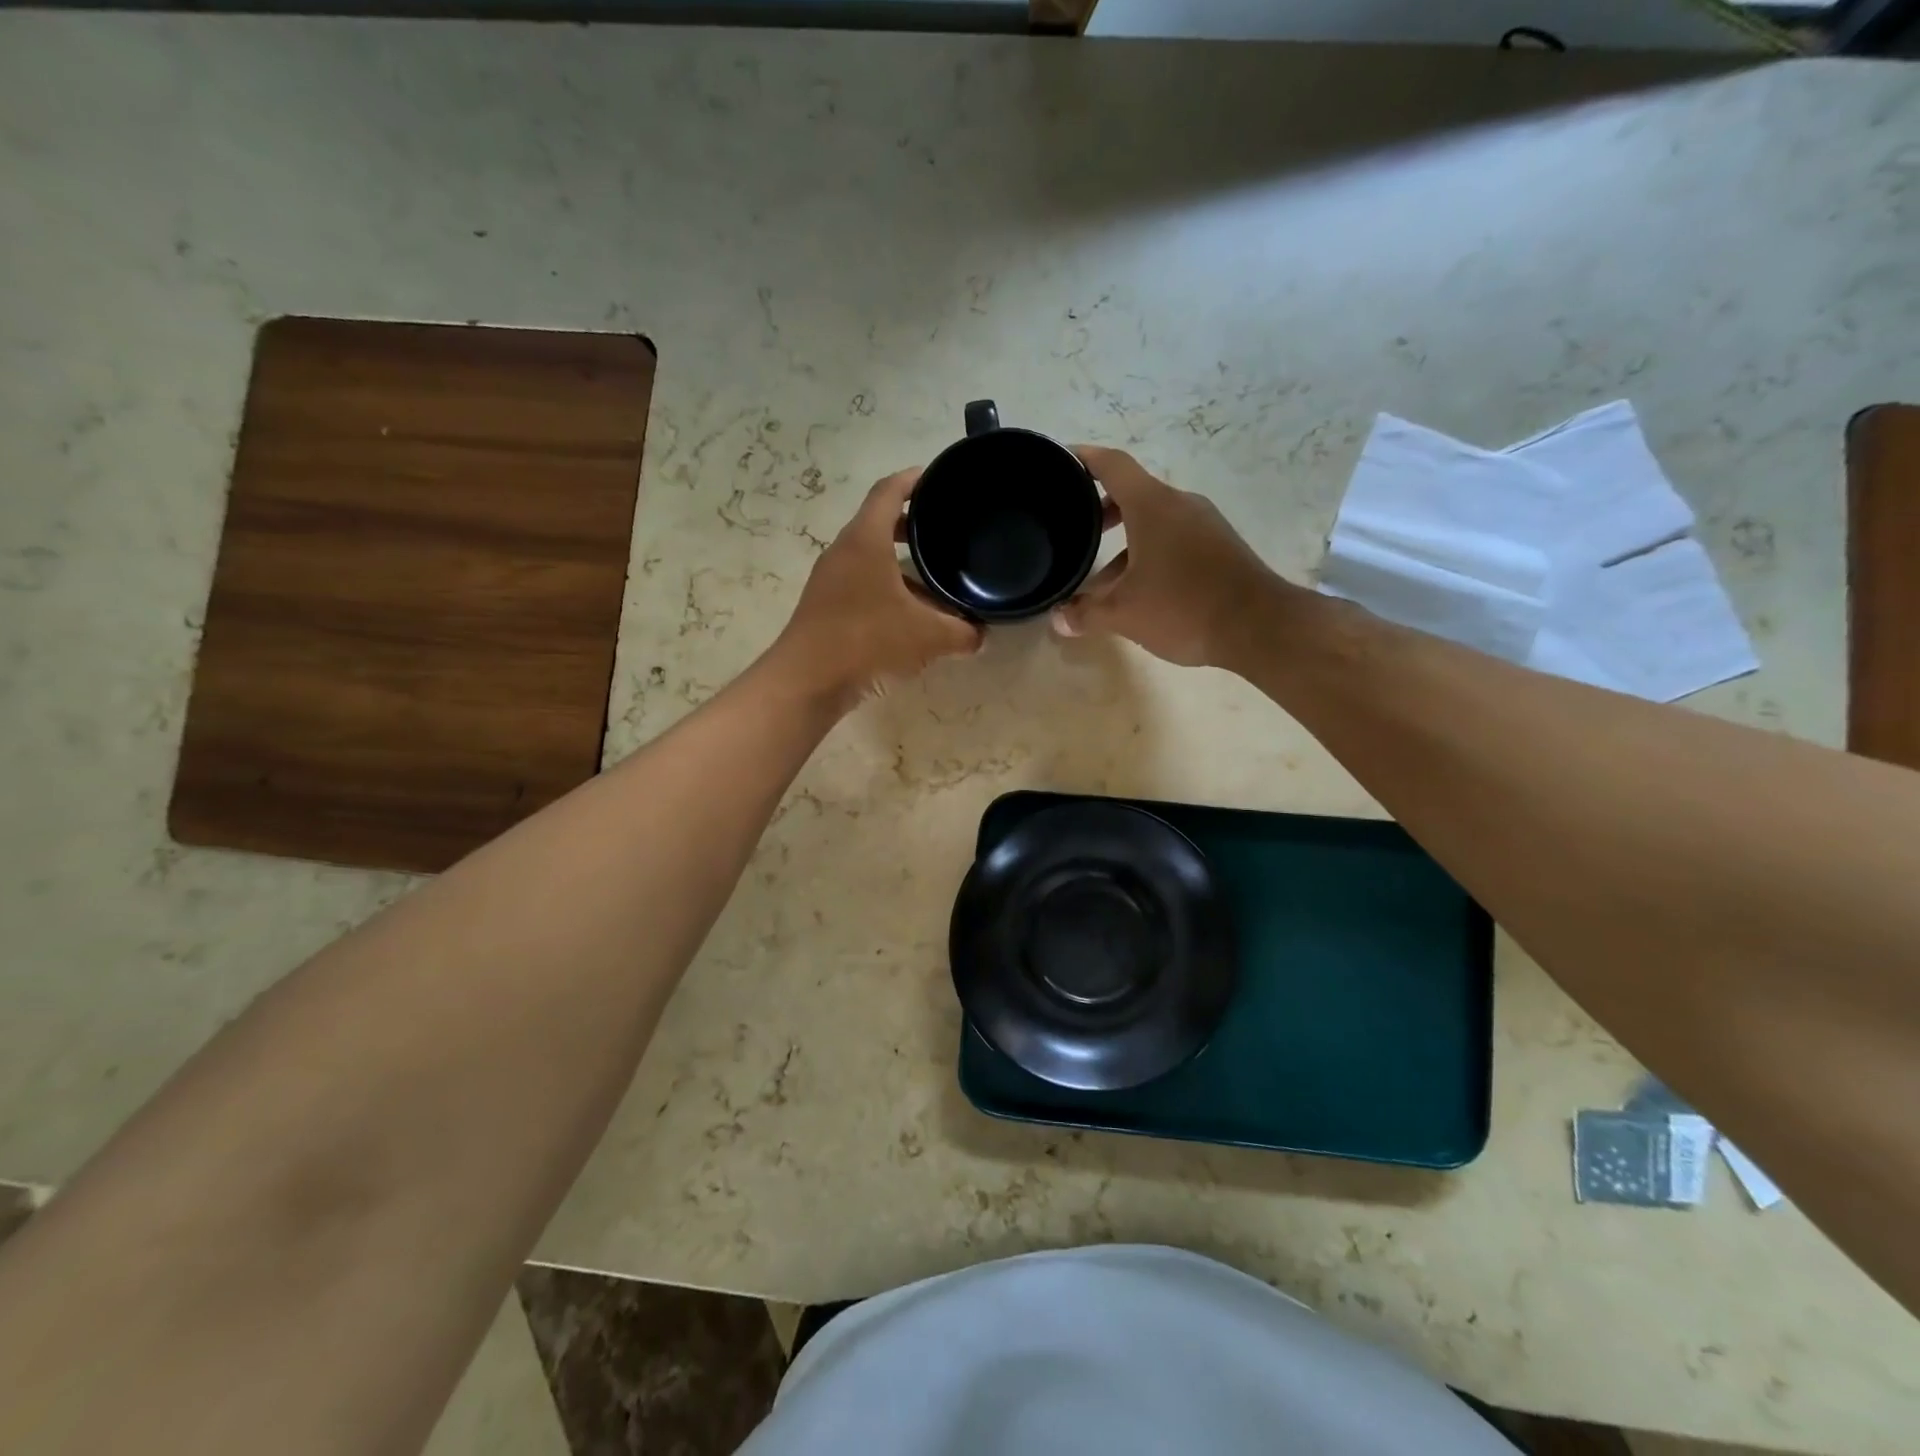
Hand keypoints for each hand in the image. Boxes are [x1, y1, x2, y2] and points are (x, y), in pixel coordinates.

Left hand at [775, 468, 983, 707]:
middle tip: (943, 529)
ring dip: (900, 563)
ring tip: (935, 578)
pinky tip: (910, 615)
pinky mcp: (825, 606)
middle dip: (911, 524)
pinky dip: (887, 588)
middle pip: (878, 522)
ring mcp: (830, 579)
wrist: (807, 681)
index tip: (938, 478)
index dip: (914, 479)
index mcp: (866, 540)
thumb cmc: (868, 642)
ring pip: (870, 558)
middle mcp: (844, 551)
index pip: (889, 491)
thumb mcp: (927, 637)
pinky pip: (862, 584)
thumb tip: (981, 635)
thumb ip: (962, 633)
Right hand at [1051, 446, 1285, 667]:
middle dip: (1101, 510)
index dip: (1083, 459)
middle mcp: (1180, 505)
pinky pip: (1174, 539)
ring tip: (1100, 579)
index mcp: (1152, 505)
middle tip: (1075, 530)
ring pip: (1154, 522)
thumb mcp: (1124, 614)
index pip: (1112, 465)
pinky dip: (1149, 554)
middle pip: (1133, 494)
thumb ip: (1086, 613)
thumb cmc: (1183, 607)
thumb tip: (1057, 619)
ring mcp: (1204, 525)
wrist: (1259, 627)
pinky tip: (1139, 591)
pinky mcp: (1220, 547)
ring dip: (1124, 543)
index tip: (1060, 461)